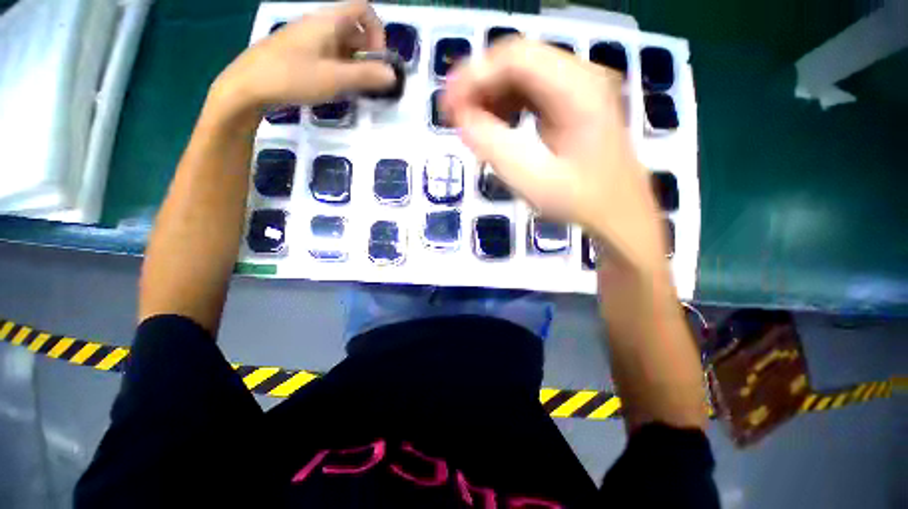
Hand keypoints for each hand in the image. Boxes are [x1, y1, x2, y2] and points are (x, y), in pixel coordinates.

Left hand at [209, 0, 393, 116]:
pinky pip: (329, 54)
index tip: (378, 59)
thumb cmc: (292, 77)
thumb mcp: (334, 78)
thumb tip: (393, 75)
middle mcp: (319, 23)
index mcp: (328, 20)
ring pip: (342, 44)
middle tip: (369, 81)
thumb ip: (366, 76)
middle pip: (354, 29)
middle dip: (368, 53)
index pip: (363, 9)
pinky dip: (340, 68)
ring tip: (354, 88)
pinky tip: (336, 86)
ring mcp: (308, 38)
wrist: (248, 85)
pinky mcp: (301, 52)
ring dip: (355, 64)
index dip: (377, 31)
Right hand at [443, 39, 665, 269]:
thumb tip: (462, 120)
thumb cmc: (580, 201)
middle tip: (454, 116)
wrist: (619, 214)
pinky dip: (506, 105)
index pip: (515, 59)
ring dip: (491, 95)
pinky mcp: (573, 103)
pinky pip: (531, 92)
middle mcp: (581, 76)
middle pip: (518, 61)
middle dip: (479, 85)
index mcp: (578, 88)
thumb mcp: (534, 181)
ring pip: (522, 75)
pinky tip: (496, 127)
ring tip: (471, 124)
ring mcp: (579, 88)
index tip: (448, 107)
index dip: (474, 76)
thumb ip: (495, 148)